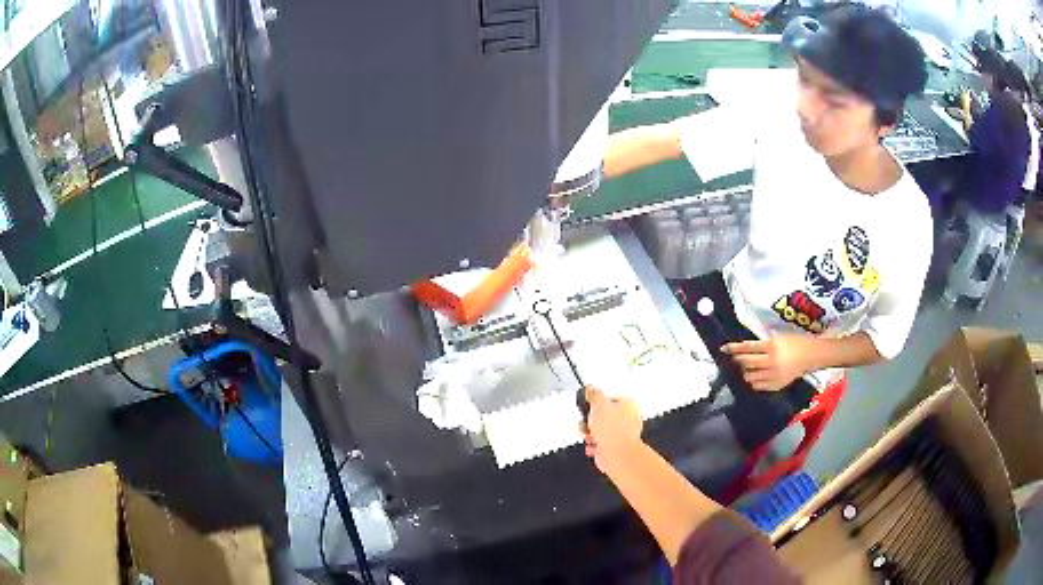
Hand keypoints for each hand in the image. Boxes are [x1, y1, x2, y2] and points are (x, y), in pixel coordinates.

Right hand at [583, 387, 643, 473]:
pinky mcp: (616, 447)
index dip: (598, 400)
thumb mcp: (598, 404)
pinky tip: (591, 445)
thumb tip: (590, 389)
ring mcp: (622, 434)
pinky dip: (594, 445)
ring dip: (591, 433)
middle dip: (592, 419)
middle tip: (586, 420)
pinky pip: (601, 443)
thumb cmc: (614, 430)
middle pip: (605, 414)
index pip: (612, 396)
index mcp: (629, 404)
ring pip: (602, 430)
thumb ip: (593, 394)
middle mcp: (628, 418)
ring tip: (587, 434)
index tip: (589, 402)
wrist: (617, 454)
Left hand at [722, 336, 817, 391]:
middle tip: (738, 358)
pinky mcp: (777, 385)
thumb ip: (763, 344)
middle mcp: (771, 362)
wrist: (812, 355)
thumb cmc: (795, 342)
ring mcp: (774, 375)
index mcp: (771, 346)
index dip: (734, 348)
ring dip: (746, 371)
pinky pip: (758, 386)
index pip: (748, 347)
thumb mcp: (778, 338)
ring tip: (749, 367)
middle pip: (746, 363)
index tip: (723, 348)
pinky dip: (754, 381)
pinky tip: (756, 376)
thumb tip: (745, 349)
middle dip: (739, 360)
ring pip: (750, 376)